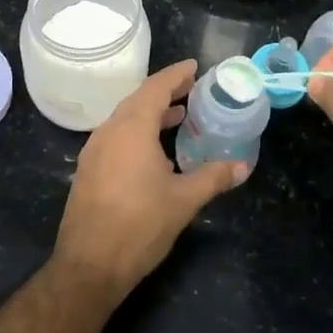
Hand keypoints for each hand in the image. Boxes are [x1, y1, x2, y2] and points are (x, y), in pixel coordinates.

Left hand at [53, 60, 247, 293]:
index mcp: (131, 129)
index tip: (194, 66)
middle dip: (164, 92)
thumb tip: (243, 166)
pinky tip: (154, 152)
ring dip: (150, 114)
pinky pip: (115, 138)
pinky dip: (137, 133)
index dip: (175, 75)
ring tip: (178, 117)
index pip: (155, 88)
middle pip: (138, 100)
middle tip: (191, 89)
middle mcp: (108, 132)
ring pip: (124, 120)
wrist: (89, 265)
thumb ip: (213, 177)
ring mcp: (94, 151)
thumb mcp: (184, 200)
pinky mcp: (89, 171)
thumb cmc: (140, 225)